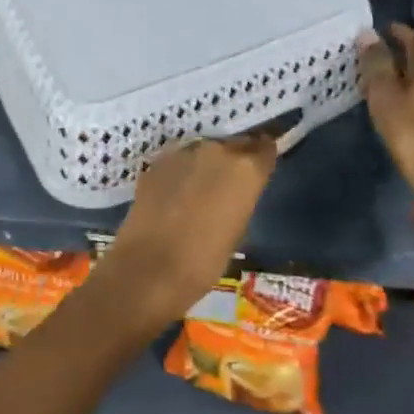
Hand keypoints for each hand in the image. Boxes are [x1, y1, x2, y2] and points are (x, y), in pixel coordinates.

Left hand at [93, 136, 277, 330]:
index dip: (263, 157)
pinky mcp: (156, 162)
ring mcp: (183, 152)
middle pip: (233, 144)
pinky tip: (176, 195)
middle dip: (234, 158)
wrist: (148, 268)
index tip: (262, 166)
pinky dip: (181, 172)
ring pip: (204, 151)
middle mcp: (216, 150)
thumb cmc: (204, 261)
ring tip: (201, 189)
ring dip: (206, 164)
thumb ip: (242, 198)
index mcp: (245, 168)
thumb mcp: (238, 229)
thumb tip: (237, 190)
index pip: (264, 148)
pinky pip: (178, 162)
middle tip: (231, 181)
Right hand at [360, 24, 413, 194]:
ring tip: (389, 74)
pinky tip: (400, 100)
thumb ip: (377, 65)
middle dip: (409, 50)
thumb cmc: (411, 131)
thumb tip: (368, 34)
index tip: (387, 28)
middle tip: (387, 48)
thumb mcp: (385, 95)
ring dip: (411, 71)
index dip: (405, 31)